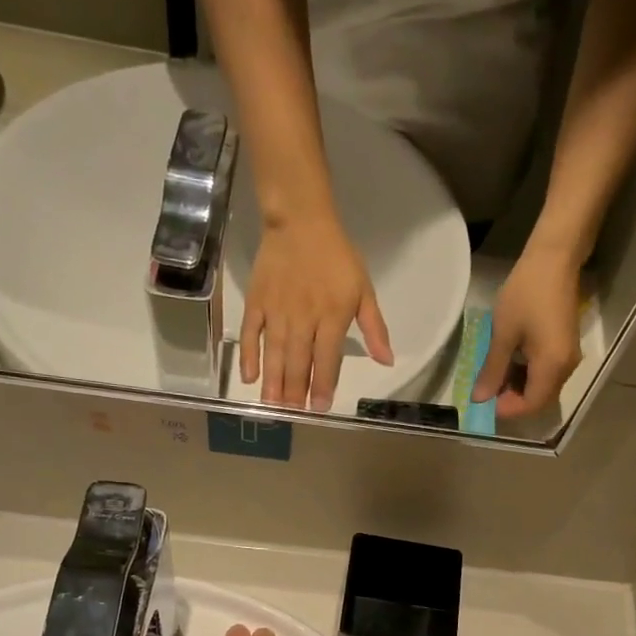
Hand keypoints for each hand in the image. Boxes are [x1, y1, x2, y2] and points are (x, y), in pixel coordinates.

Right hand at [241, 215, 393, 411]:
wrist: (300, 221)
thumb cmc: (337, 257)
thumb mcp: (364, 290)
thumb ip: (374, 328)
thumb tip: (387, 361)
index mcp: (332, 316)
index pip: (327, 359)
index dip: (323, 385)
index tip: (320, 408)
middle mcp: (303, 318)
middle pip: (298, 361)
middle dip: (295, 391)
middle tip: (292, 413)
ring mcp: (277, 311)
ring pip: (274, 353)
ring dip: (273, 381)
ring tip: (271, 406)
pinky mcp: (257, 302)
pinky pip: (250, 333)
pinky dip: (249, 355)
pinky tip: (249, 377)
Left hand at [473, 244, 584, 418]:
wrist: (555, 258)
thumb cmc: (526, 293)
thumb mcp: (503, 334)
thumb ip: (493, 370)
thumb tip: (480, 399)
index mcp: (552, 367)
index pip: (530, 405)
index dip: (506, 409)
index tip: (483, 401)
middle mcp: (566, 368)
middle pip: (539, 400)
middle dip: (511, 400)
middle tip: (485, 389)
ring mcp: (569, 357)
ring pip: (543, 387)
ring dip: (518, 387)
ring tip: (493, 374)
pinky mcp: (566, 347)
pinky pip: (547, 373)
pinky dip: (527, 375)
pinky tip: (509, 362)